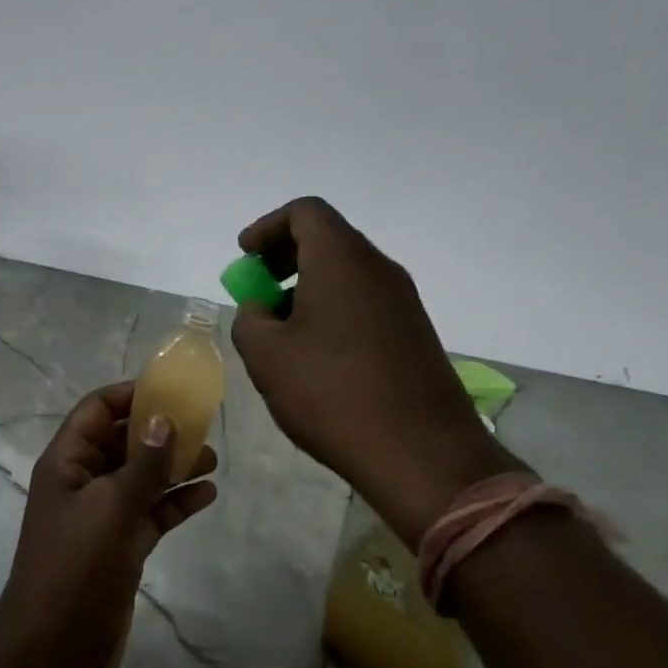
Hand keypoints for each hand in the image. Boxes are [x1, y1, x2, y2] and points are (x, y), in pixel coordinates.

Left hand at [0, 382, 217, 667]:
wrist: (53, 655)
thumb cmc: (73, 569)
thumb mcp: (109, 509)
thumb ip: (142, 465)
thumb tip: (164, 419)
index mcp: (66, 462)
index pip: (96, 411)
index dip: (130, 395)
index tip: (172, 391)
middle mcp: (83, 483)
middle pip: (123, 441)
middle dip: (160, 431)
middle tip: (204, 424)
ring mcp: (102, 518)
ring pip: (141, 478)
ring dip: (174, 466)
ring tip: (213, 458)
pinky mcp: (121, 549)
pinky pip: (151, 514)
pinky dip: (176, 503)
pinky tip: (207, 495)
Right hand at [230, 197, 516, 544]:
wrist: (422, 454)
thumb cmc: (332, 393)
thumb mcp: (266, 355)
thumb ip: (250, 318)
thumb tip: (261, 309)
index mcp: (341, 259)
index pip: (305, 212)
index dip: (268, 227)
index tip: (245, 256)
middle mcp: (378, 268)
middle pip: (328, 238)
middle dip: (286, 256)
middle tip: (259, 287)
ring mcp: (403, 301)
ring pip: (348, 272)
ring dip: (309, 286)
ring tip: (282, 328)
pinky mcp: (416, 333)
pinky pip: (366, 301)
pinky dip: (335, 308)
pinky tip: (318, 353)